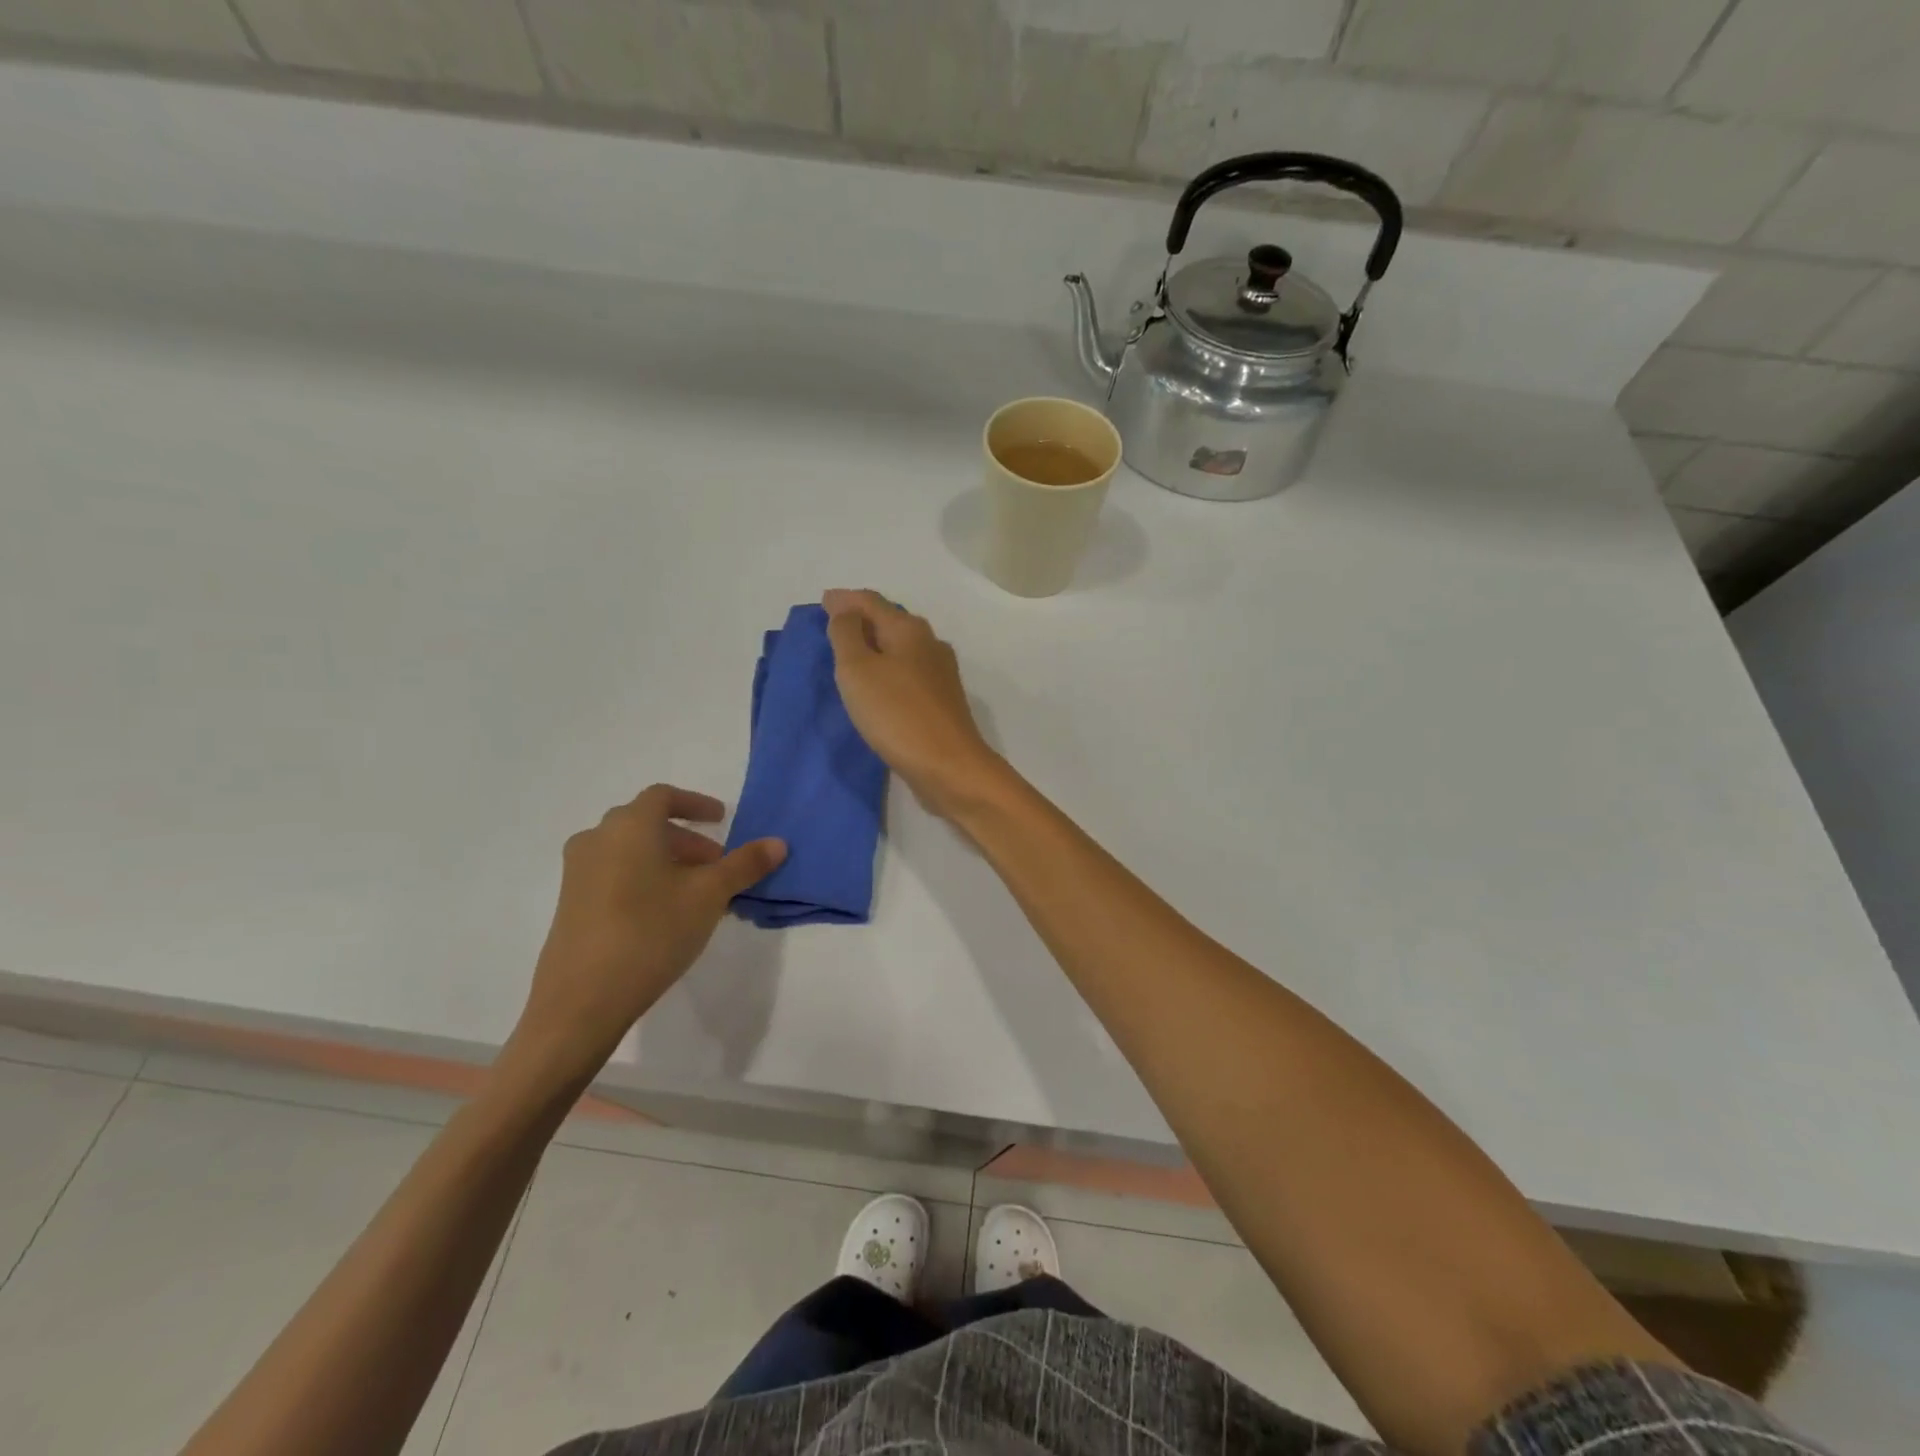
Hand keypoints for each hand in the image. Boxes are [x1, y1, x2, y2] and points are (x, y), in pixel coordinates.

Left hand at [510, 785, 784, 1084]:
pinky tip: (665, 914)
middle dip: (686, 839)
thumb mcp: (709, 896)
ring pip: (630, 850)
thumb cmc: (651, 932)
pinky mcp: (570, 903)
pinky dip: (644, 878)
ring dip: (666, 860)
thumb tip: (779, 843)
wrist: (581, 1000)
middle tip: (716, 865)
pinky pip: (614, 874)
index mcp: (629, 826)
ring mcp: (578, 872)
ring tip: (695, 893)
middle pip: (647, 824)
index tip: (721, 820)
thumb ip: (745, 865)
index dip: (696, 803)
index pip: (663, 796)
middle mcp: (598, 839)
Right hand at [822, 589, 1006, 817]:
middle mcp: (929, 644)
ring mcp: (940, 674)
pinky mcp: (941, 702)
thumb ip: (847, 634)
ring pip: (900, 649)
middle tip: (832, 626)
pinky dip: (887, 670)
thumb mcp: (858, 669)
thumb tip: (846, 610)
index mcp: (909, 629)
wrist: (949, 766)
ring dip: (875, 646)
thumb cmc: (897, 714)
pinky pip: (907, 674)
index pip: (871, 602)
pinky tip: (876, 685)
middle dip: (861, 620)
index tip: (822, 602)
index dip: (845, 600)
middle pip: (890, 621)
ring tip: (849, 655)